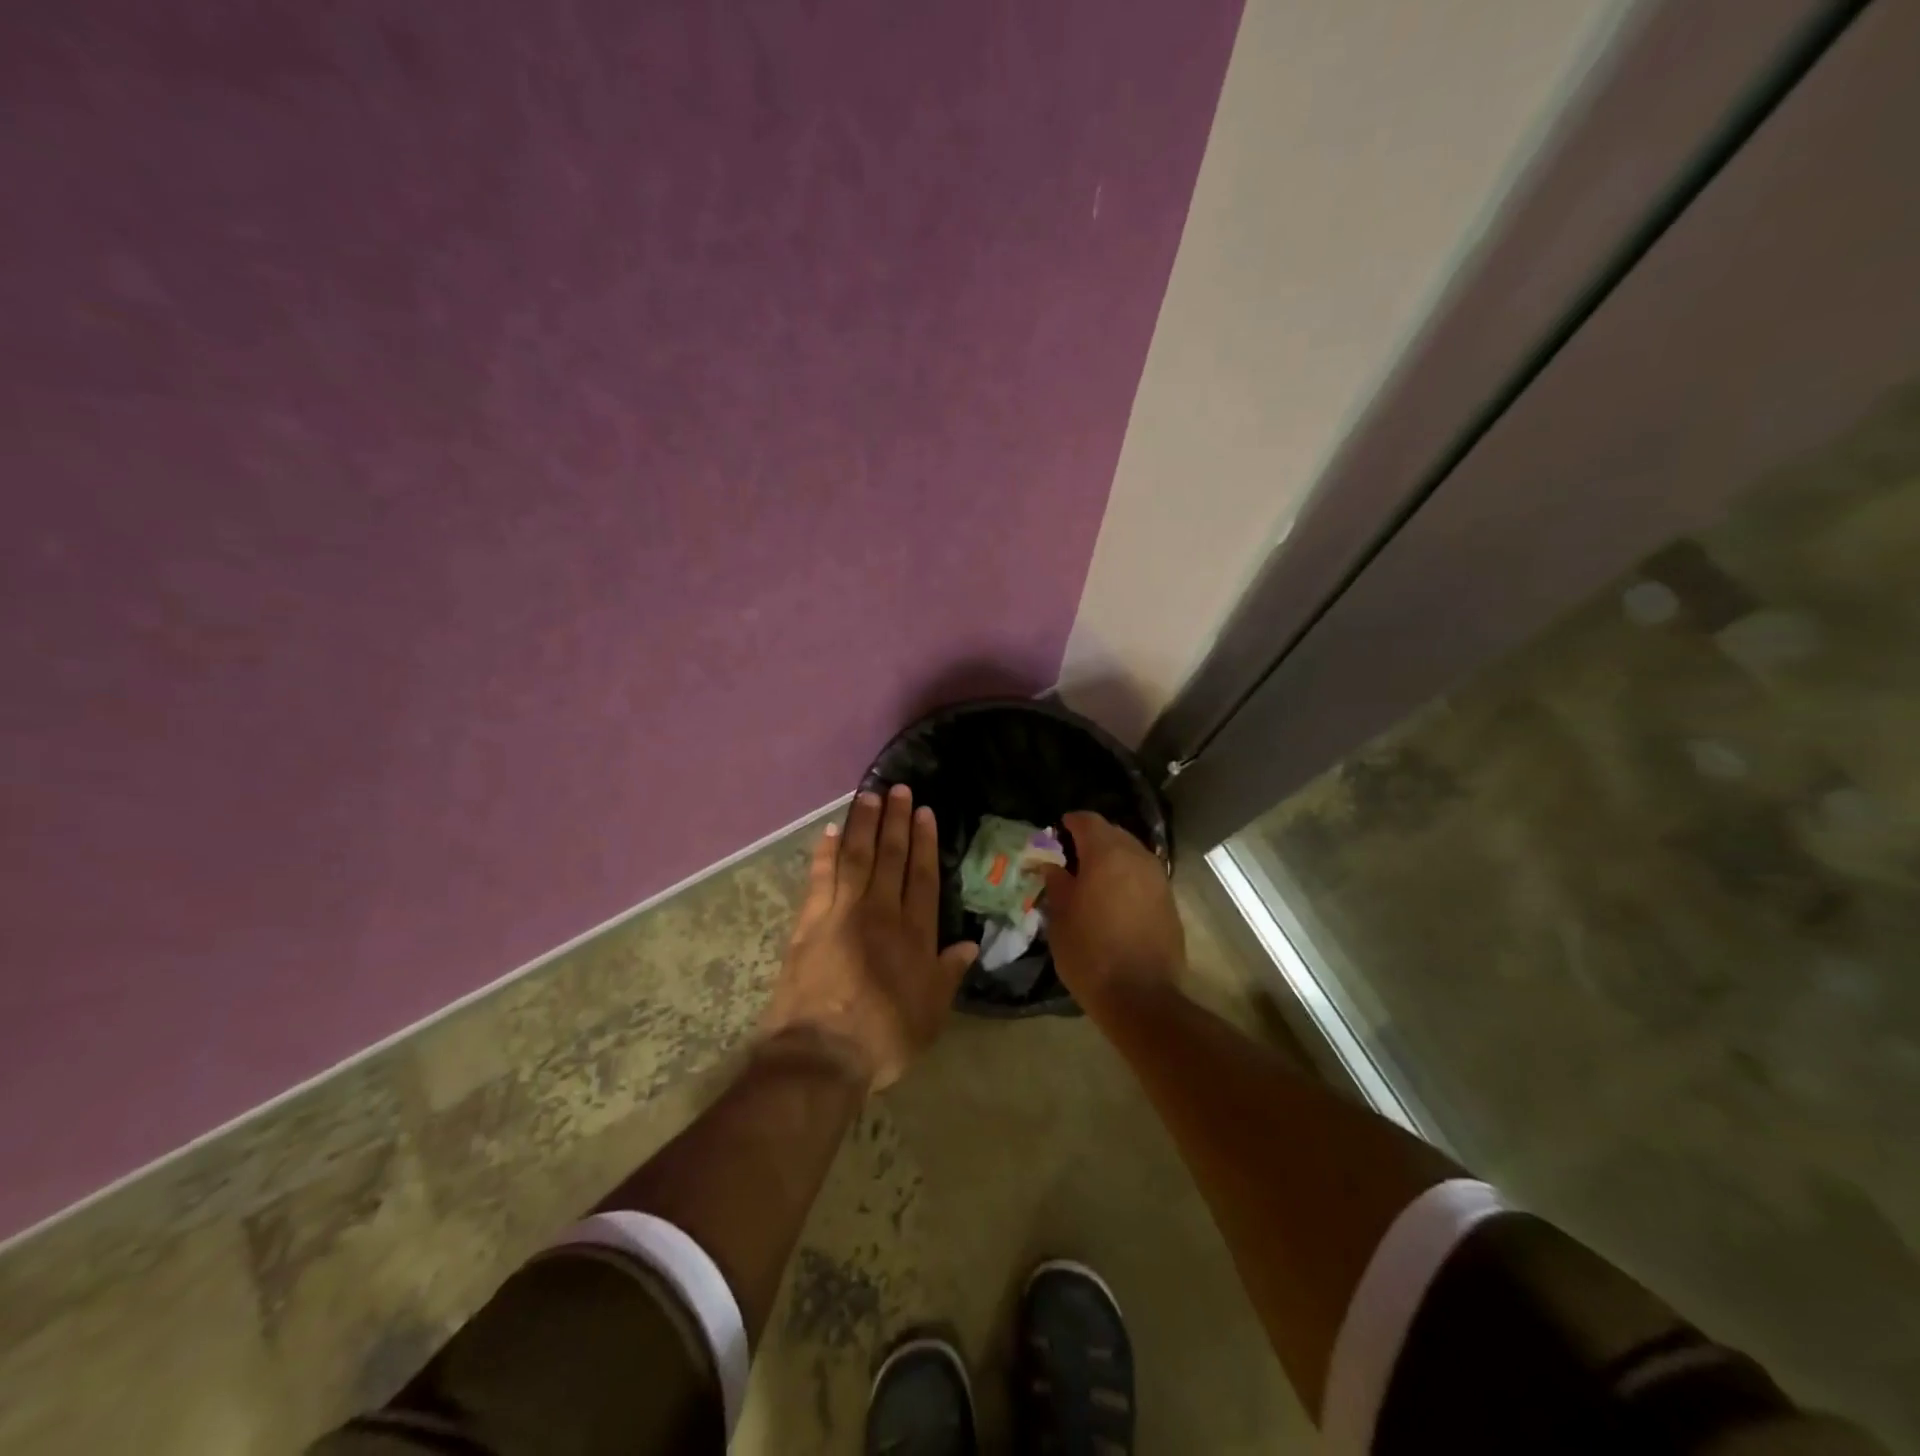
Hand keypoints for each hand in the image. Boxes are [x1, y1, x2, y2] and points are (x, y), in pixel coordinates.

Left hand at [761, 785, 978, 1090]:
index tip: (924, 812)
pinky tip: (830, 831)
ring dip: (863, 825)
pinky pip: (820, 877)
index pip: (922, 876)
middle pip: (890, 858)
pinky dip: (825, 852)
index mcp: (914, 934)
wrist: (822, 1053)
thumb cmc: (885, 1037)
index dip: (925, 842)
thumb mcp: (931, 1012)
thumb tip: (971, 943)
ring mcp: (842, 913)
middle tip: (898, 789)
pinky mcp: (810, 922)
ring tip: (869, 796)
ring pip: (856, 857)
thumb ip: (949, 973)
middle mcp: (880, 912)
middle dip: (895, 821)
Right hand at [1041, 811, 1183, 1005]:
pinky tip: (1114, 898)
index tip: (1057, 830)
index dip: (1071, 822)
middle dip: (1092, 839)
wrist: (1141, 997)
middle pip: (1113, 833)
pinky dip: (1128, 877)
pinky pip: (1144, 876)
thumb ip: (1057, 883)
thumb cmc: (1090, 954)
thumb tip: (1051, 865)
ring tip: (1093, 878)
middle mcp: (1137, 858)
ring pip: (1132, 854)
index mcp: (1107, 855)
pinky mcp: (1169, 901)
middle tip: (1072, 856)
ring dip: (1112, 858)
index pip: (1088, 821)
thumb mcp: (1061, 918)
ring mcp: (1158, 879)